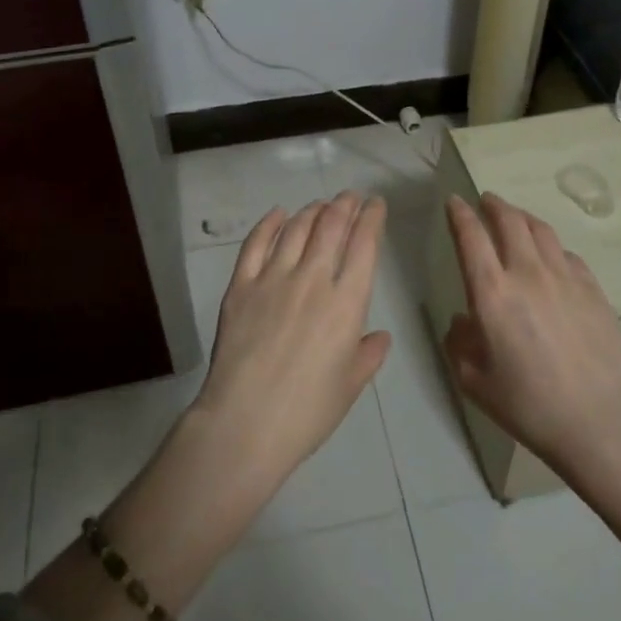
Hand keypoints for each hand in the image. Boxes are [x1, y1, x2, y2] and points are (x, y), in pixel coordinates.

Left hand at [190, 193, 391, 498]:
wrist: (245, 423)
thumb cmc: (306, 412)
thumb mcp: (349, 386)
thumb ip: (368, 355)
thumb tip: (379, 336)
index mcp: (347, 303)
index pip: (365, 245)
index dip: (372, 218)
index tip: (375, 204)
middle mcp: (313, 280)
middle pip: (331, 226)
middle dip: (344, 205)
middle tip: (349, 197)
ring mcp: (273, 278)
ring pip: (296, 229)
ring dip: (312, 211)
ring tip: (319, 205)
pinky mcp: (241, 285)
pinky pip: (256, 244)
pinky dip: (269, 224)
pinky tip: (278, 214)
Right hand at [442, 193, 620, 473]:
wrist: (598, 420)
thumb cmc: (528, 405)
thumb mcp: (474, 381)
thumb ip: (459, 343)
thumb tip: (462, 321)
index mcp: (492, 292)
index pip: (471, 236)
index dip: (459, 214)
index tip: (453, 202)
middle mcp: (528, 273)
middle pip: (510, 220)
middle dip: (493, 205)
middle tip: (485, 201)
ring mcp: (565, 278)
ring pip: (541, 230)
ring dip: (522, 217)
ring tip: (515, 218)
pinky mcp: (593, 290)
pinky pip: (568, 255)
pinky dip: (552, 247)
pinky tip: (551, 257)